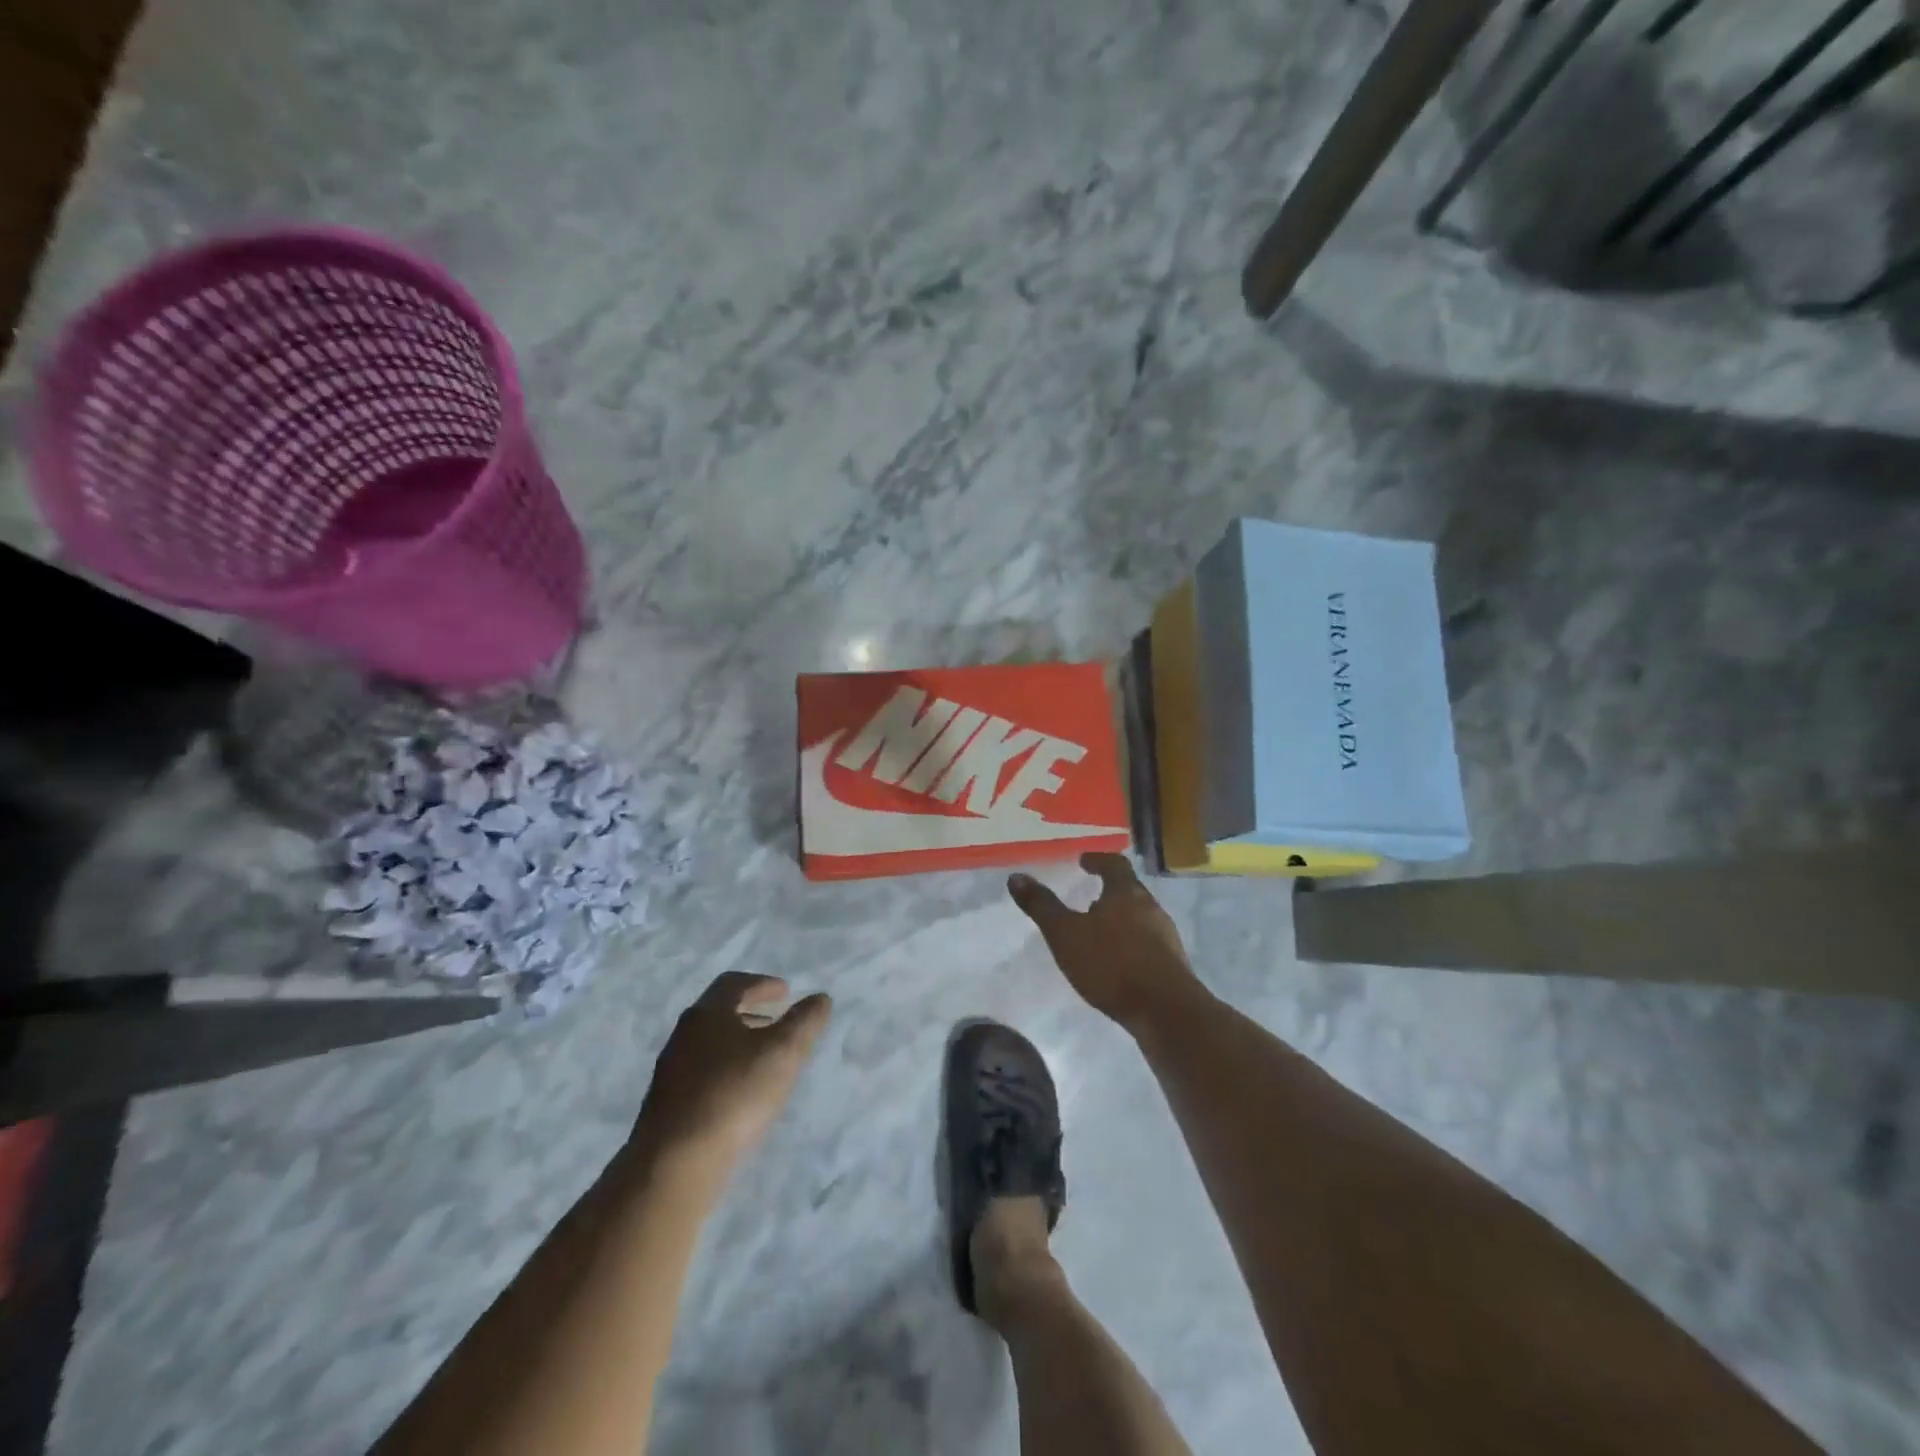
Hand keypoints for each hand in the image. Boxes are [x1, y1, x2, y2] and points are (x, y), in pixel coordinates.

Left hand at [636, 973, 832, 1175]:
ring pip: (710, 1043)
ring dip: (739, 1042)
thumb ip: (805, 1020)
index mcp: (707, 1013)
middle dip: (752, 1012)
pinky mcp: (667, 1104)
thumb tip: (820, 998)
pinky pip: (702, 1072)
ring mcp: (671, 1070)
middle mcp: (684, 1034)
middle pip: (720, 1012)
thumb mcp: (784, 1051)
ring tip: (764, 1058)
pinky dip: (726, 1068)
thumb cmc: (735, 1093)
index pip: (734, 983)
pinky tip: (741, 1092)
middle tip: (778, 1021)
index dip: (763, 983)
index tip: (786, 993)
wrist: (675, 1163)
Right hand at [1008, 853, 1211, 1034]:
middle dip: (1110, 892)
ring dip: (1121, 919)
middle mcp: (1151, 907)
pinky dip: (1132, 943)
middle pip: (1130, 890)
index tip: (1084, 861)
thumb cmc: (1111, 964)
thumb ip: (1042, 906)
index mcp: (1126, 893)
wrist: (1165, 1010)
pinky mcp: (1173, 964)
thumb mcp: (1065, 934)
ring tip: (1100, 932)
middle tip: (1089, 898)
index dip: (1098, 860)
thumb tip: (1016, 877)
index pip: (1114, 864)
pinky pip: (1149, 943)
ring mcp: (1166, 936)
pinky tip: (1118, 962)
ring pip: (1141, 918)